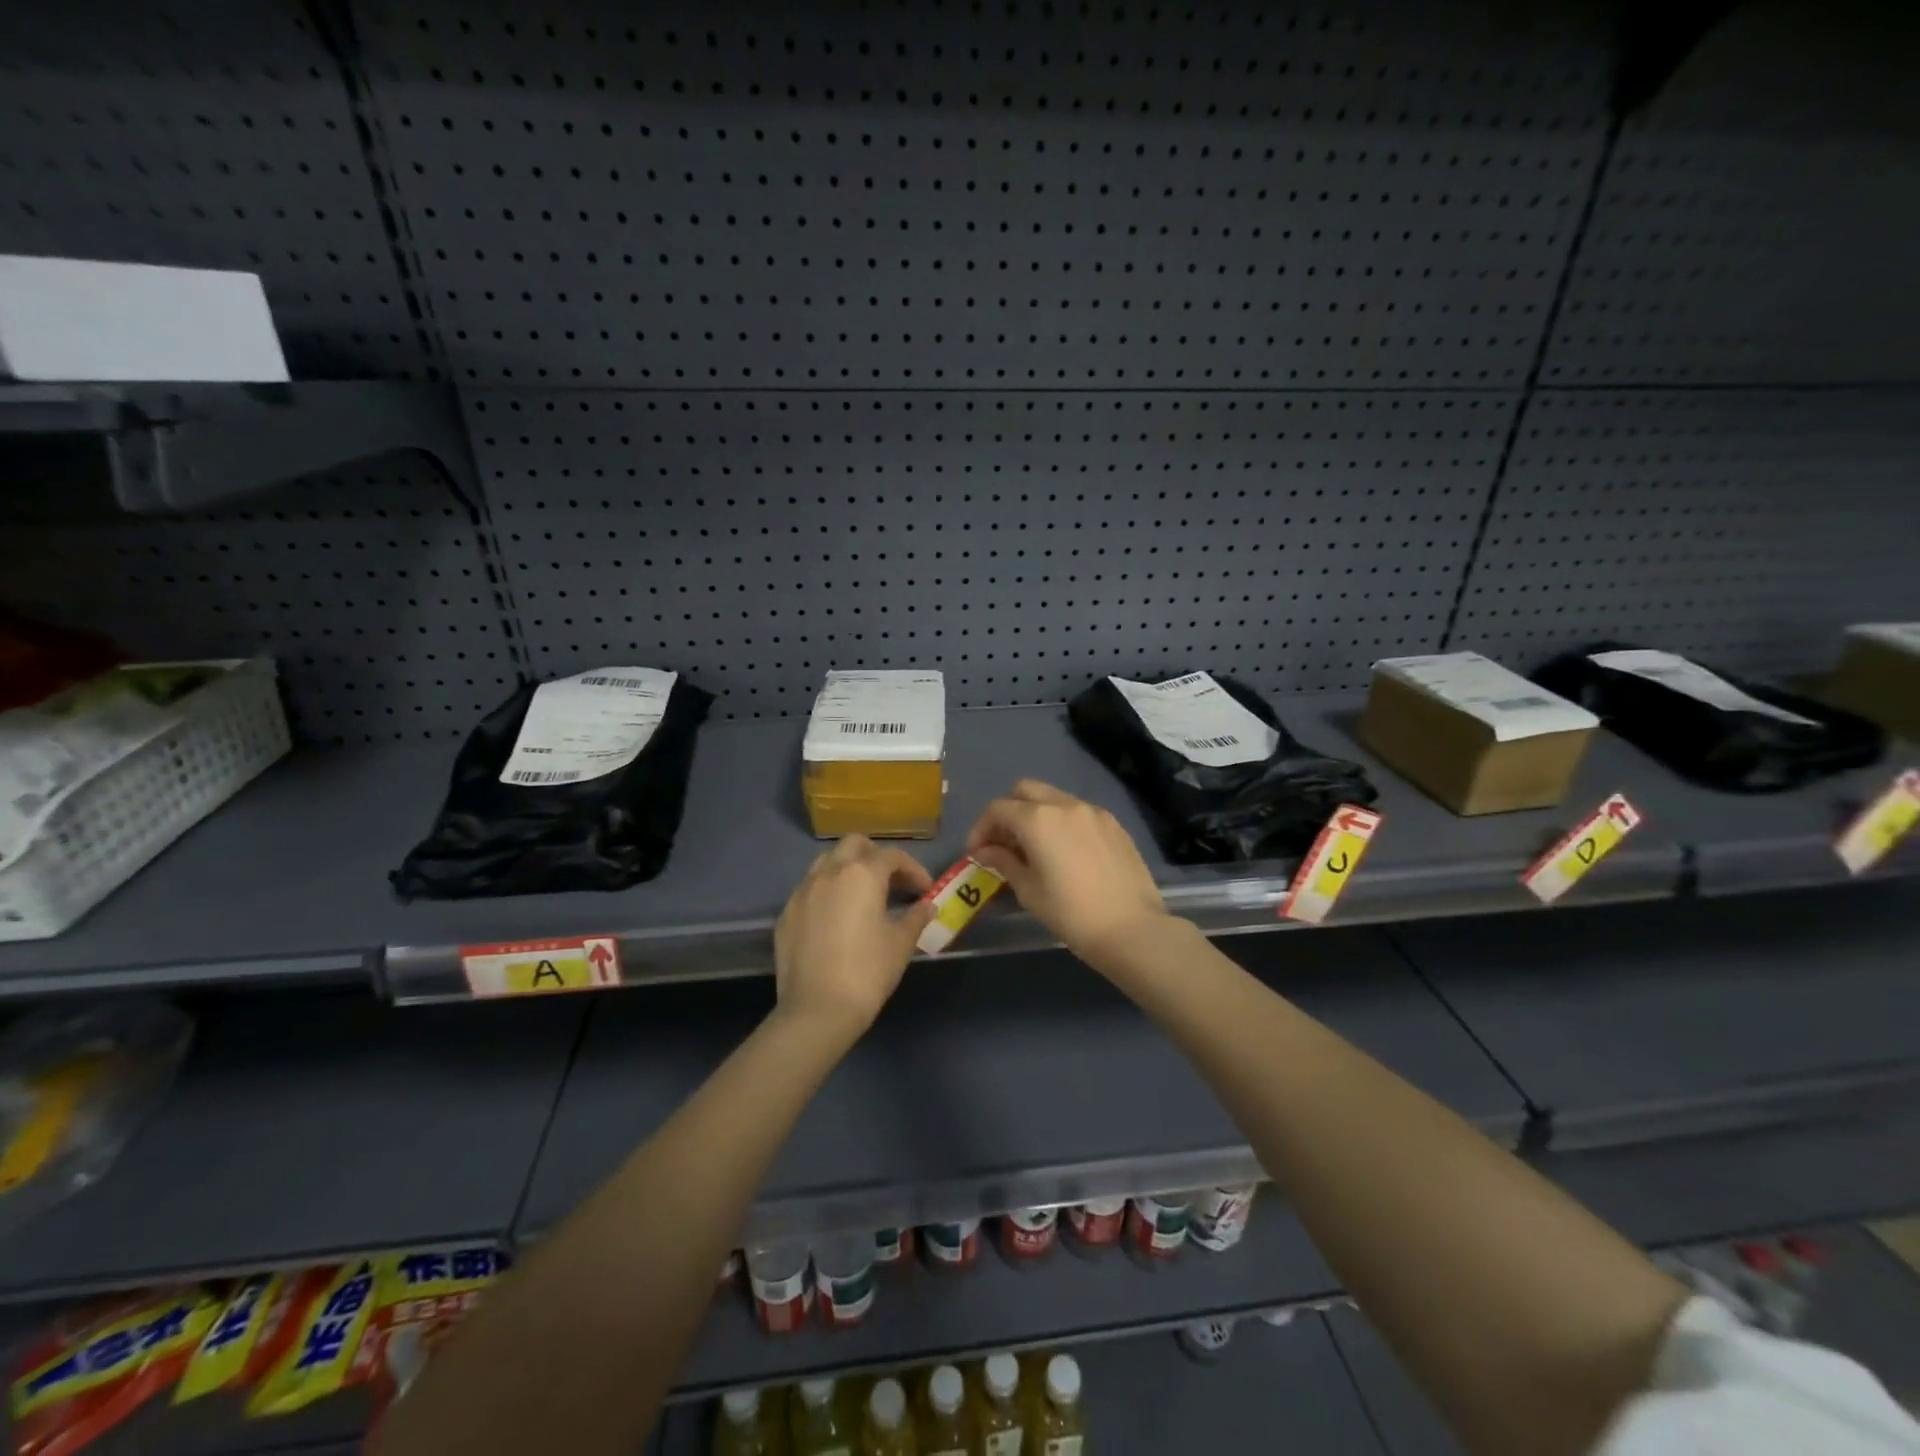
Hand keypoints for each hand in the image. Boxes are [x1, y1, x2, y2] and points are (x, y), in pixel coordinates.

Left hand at [773, 836, 935, 1035]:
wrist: (817, 1010)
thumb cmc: (867, 971)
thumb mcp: (901, 943)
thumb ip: (916, 917)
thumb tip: (927, 906)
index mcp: (861, 874)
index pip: (892, 856)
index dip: (913, 870)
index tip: (924, 892)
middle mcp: (829, 873)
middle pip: (854, 845)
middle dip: (876, 857)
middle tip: (892, 883)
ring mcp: (802, 891)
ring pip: (827, 862)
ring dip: (848, 869)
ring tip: (863, 896)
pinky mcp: (786, 913)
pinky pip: (810, 890)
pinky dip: (827, 893)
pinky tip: (837, 919)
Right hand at [966, 779, 1168, 964]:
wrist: (1132, 929)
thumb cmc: (1071, 914)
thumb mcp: (1029, 891)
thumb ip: (1004, 862)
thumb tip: (986, 851)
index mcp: (1038, 819)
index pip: (997, 809)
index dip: (981, 828)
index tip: (977, 853)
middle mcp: (1064, 804)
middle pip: (1024, 790)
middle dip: (1008, 812)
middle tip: (1003, 843)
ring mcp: (1093, 811)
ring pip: (1053, 798)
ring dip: (1035, 814)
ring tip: (1034, 849)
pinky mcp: (1113, 824)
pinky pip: (1078, 812)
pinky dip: (1061, 822)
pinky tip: (1065, 852)